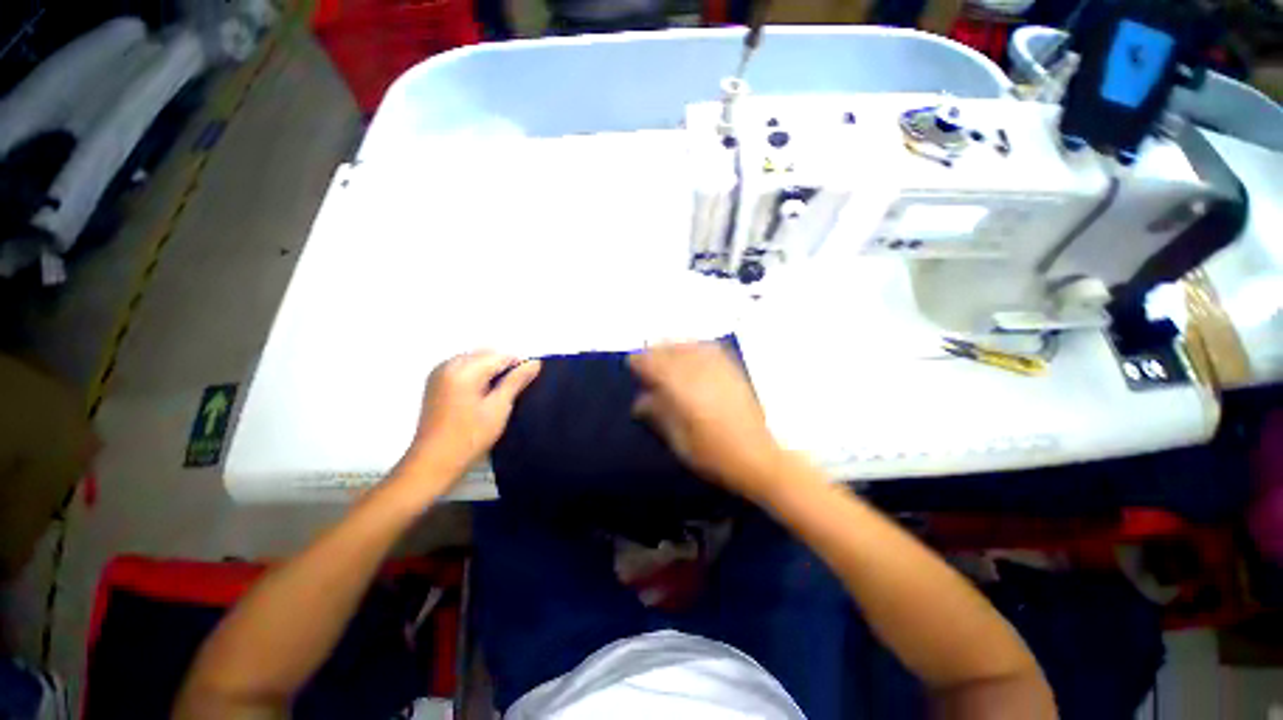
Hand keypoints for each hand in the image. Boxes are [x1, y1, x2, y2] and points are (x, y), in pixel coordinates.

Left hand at [401, 352, 540, 489]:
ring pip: (475, 361)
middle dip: (503, 368)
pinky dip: (476, 377)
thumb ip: (516, 382)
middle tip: (512, 393)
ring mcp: (439, 373)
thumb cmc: (470, 437)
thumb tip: (535, 363)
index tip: (526, 385)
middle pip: (486, 355)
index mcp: (464, 369)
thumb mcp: (499, 408)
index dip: (518, 367)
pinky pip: (463, 369)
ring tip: (497, 396)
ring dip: (490, 372)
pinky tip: (481, 397)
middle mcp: (449, 365)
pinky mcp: (435, 383)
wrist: (433, 463)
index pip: (501, 356)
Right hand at [629, 342, 785, 500]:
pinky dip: (695, 347)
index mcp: (682, 387)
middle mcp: (700, 369)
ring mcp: (719, 366)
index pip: (653, 362)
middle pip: (671, 348)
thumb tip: (639, 401)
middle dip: (655, 351)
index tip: (631, 365)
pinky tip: (693, 354)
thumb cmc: (717, 455)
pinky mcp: (734, 369)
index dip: (639, 361)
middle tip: (646, 362)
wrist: (763, 456)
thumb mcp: (680, 441)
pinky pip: (709, 348)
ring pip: (690, 345)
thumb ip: (659, 415)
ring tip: (666, 356)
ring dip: (674, 347)